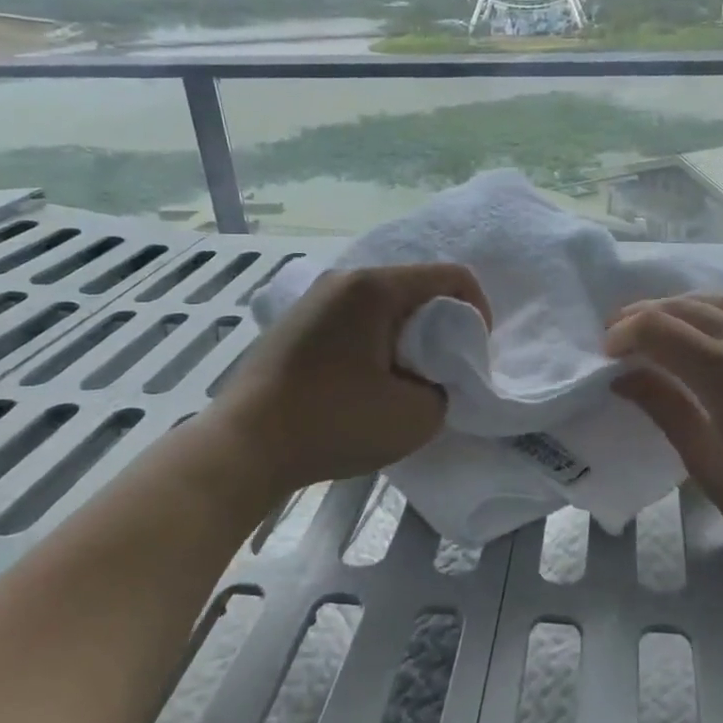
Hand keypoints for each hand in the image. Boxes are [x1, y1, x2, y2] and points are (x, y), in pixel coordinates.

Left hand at [199, 263, 490, 498]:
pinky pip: (354, 317)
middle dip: (441, 326)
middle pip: (416, 287)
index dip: (479, 312)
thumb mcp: (415, 416)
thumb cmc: (333, 423)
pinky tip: (363, 381)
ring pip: (384, 303)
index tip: (473, 356)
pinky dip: (374, 341)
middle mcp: (344, 279)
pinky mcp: (296, 322)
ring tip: (401, 380)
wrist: (243, 446)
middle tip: (439, 372)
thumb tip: (430, 379)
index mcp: (375, 288)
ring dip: (406, 335)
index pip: (452, 276)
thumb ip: (444, 388)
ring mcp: (315, 298)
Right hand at [605, 293, 722, 590]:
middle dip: (645, 315)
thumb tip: (625, 376)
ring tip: (663, 327)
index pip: (658, 328)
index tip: (607, 354)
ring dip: (683, 307)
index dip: (624, 334)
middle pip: (686, 306)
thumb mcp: (710, 465)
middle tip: (622, 335)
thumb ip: (665, 409)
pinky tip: (717, 333)